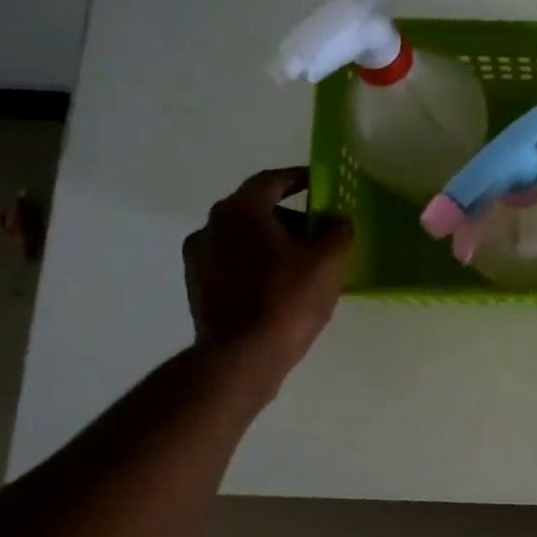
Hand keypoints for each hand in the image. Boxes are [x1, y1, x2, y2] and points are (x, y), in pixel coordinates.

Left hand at [182, 168, 352, 395]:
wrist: (241, 358)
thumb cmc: (286, 300)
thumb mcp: (328, 261)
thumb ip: (338, 231)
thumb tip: (336, 222)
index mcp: (239, 211)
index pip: (272, 180)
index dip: (300, 178)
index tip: (321, 184)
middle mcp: (210, 228)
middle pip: (257, 210)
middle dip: (291, 218)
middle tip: (321, 233)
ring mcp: (199, 260)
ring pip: (245, 240)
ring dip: (274, 244)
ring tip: (305, 266)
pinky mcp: (198, 290)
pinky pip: (235, 265)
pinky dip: (259, 267)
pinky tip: (282, 289)